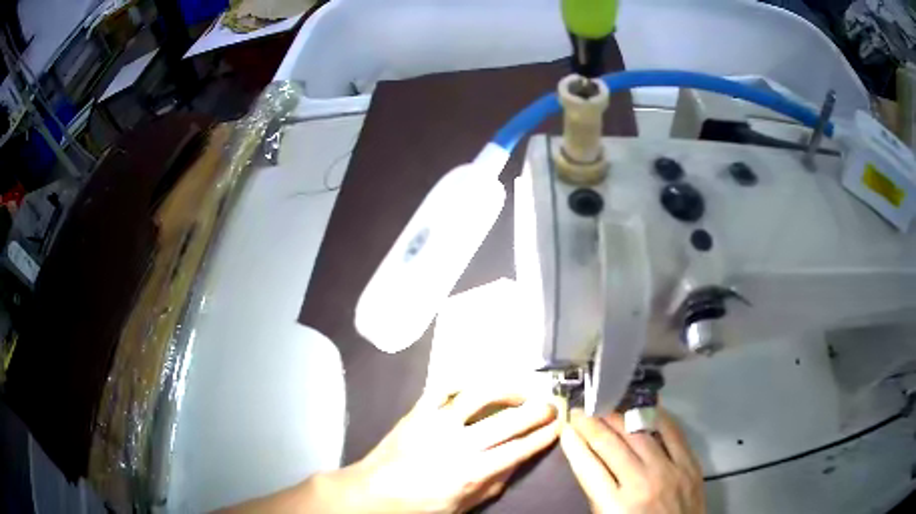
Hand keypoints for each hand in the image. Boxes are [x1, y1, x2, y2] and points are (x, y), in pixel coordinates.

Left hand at [311, 387, 559, 513]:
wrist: (374, 492)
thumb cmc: (421, 505)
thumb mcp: (464, 505)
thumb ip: (495, 483)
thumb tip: (520, 459)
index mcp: (471, 472)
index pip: (518, 449)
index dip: (543, 435)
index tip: (558, 426)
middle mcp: (458, 444)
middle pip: (507, 420)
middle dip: (536, 410)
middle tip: (550, 404)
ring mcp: (436, 423)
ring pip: (479, 395)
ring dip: (506, 389)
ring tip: (520, 391)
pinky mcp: (417, 412)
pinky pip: (443, 388)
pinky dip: (463, 383)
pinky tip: (477, 386)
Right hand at [560, 408, 704, 513]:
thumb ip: (599, 494)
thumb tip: (590, 461)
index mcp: (616, 505)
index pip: (588, 467)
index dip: (573, 445)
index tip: (565, 429)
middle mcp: (641, 483)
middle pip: (611, 445)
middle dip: (590, 425)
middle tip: (579, 412)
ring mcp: (669, 470)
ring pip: (638, 434)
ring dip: (618, 418)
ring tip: (605, 408)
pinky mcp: (689, 463)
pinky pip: (672, 432)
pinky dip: (657, 417)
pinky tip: (643, 408)